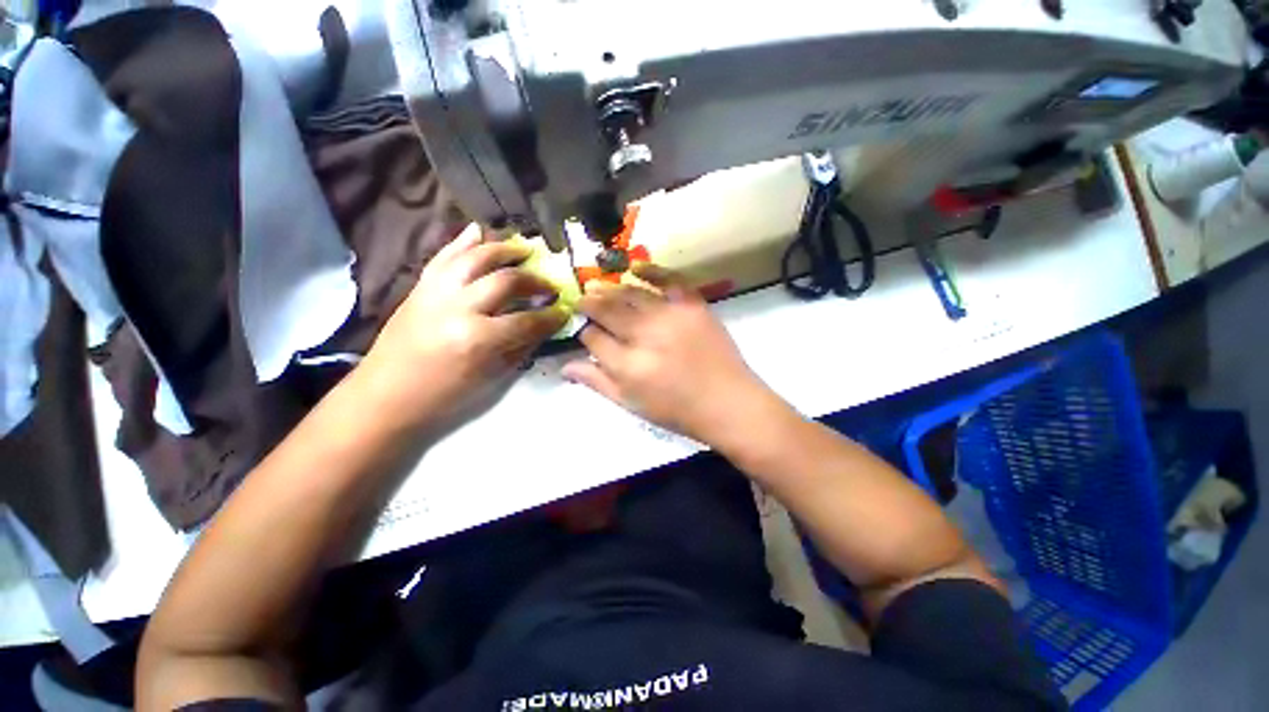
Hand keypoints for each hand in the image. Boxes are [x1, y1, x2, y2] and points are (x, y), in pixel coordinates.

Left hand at [359, 224, 568, 430]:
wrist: (386, 396)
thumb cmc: (444, 396)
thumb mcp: (491, 378)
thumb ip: (521, 346)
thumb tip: (545, 326)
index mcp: (478, 339)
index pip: (527, 320)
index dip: (551, 316)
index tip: (565, 310)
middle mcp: (458, 307)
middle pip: (506, 281)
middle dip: (534, 281)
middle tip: (548, 285)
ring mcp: (435, 293)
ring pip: (476, 258)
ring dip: (504, 250)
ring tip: (524, 249)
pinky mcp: (420, 287)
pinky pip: (444, 256)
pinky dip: (462, 241)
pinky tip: (479, 230)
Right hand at [562, 264, 781, 444]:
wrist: (728, 402)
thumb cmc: (677, 411)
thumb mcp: (632, 405)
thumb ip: (598, 383)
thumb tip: (565, 366)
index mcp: (628, 366)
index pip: (593, 339)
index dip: (585, 334)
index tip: (585, 331)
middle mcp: (645, 335)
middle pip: (607, 311)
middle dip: (590, 304)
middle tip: (582, 299)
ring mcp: (670, 315)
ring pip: (630, 294)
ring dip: (610, 289)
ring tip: (598, 287)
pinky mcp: (693, 305)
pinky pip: (668, 279)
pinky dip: (650, 270)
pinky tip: (634, 268)